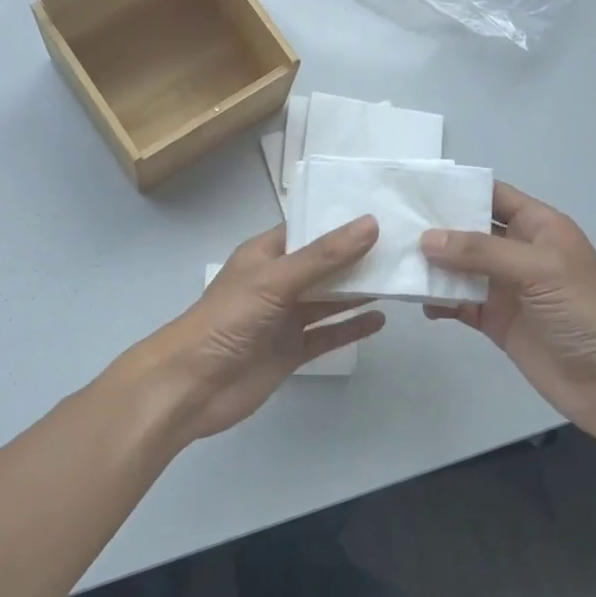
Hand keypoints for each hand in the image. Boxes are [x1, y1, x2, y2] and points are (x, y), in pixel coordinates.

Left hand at [125, 217, 385, 444]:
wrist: (192, 385)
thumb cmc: (228, 320)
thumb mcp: (276, 280)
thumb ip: (324, 256)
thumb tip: (371, 224)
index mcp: (265, 255)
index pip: (308, 230)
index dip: (340, 221)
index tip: (383, 211)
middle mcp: (277, 282)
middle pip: (323, 265)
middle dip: (357, 257)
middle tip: (403, 245)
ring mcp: (284, 318)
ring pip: (328, 299)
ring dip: (358, 291)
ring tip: (399, 278)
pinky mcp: (290, 351)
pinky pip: (327, 334)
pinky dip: (351, 327)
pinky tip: (379, 320)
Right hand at [420, 182, 595, 438]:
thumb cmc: (585, 313)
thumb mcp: (539, 270)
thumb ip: (482, 252)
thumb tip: (426, 239)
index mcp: (539, 227)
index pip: (493, 196)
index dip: (458, 189)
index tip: (413, 186)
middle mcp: (519, 252)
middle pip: (470, 231)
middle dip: (435, 228)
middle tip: (390, 224)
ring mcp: (506, 287)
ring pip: (459, 268)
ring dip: (432, 267)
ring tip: (395, 262)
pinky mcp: (496, 321)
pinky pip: (460, 303)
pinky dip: (439, 301)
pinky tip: (419, 302)